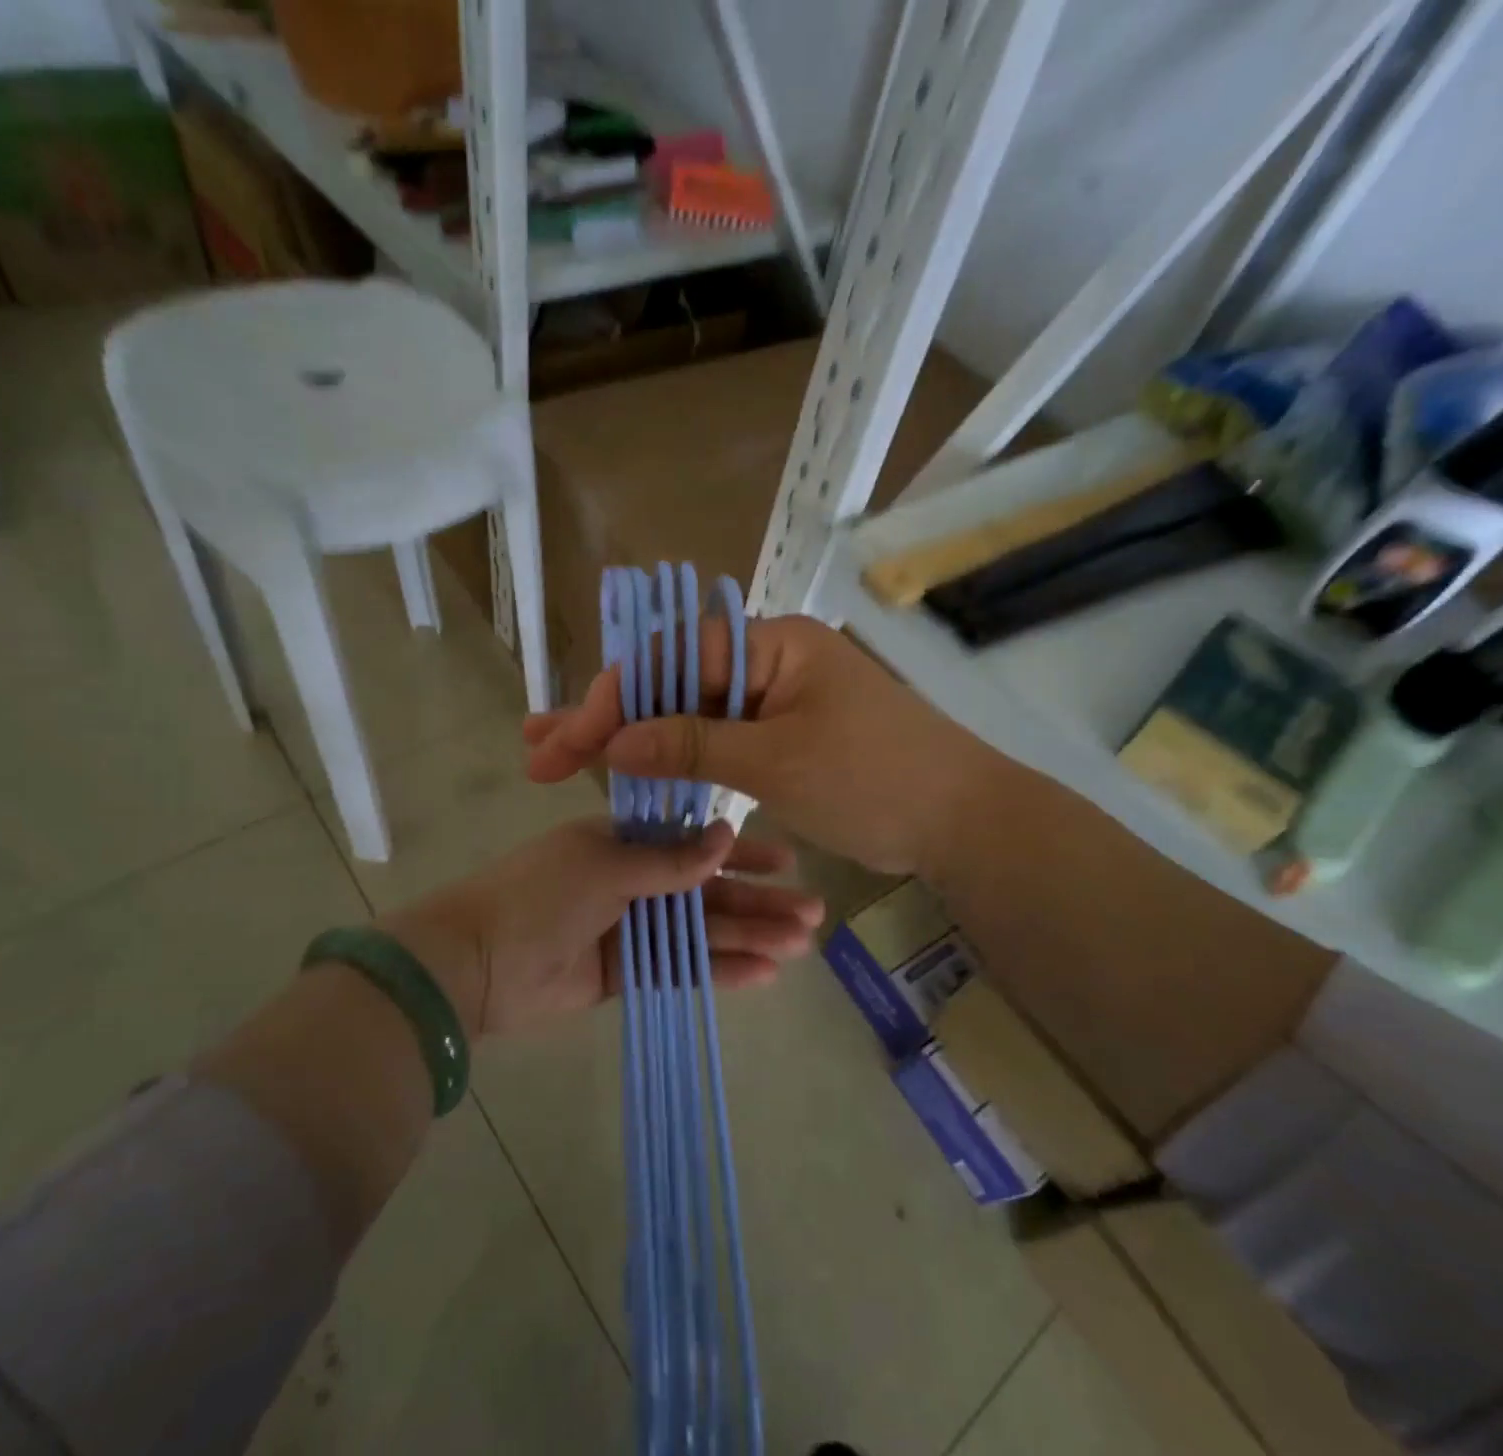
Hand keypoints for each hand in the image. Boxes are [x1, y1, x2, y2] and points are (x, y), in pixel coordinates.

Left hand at [380, 817, 822, 1038]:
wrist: (475, 962)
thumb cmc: (539, 894)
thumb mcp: (605, 864)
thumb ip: (669, 860)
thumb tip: (726, 834)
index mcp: (623, 841)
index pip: (695, 842)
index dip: (741, 852)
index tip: (787, 860)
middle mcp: (632, 880)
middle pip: (707, 891)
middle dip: (758, 901)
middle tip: (811, 915)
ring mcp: (630, 928)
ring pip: (701, 931)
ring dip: (749, 937)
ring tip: (799, 946)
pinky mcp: (625, 973)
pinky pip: (680, 968)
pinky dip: (718, 971)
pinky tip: (763, 974)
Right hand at [524, 615, 1005, 876]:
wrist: (962, 822)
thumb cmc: (876, 780)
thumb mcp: (777, 762)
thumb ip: (691, 745)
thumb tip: (611, 740)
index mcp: (773, 644)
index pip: (673, 658)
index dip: (616, 699)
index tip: (572, 741)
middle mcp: (766, 661)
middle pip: (671, 684)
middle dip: (606, 718)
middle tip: (540, 750)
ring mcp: (771, 700)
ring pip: (686, 716)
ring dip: (628, 740)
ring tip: (560, 758)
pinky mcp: (777, 737)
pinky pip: (713, 742)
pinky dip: (671, 760)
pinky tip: (625, 775)